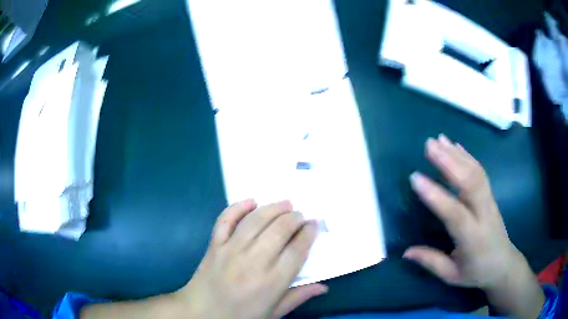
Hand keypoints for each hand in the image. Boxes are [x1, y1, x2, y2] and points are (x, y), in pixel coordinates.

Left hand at [175, 200, 326, 318]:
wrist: (200, 313)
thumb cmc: (240, 317)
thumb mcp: (273, 313)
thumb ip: (298, 297)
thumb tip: (323, 286)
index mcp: (271, 283)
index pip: (297, 250)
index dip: (308, 233)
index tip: (314, 224)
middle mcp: (252, 262)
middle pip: (279, 230)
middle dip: (294, 218)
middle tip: (301, 215)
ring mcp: (230, 250)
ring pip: (255, 220)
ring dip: (273, 208)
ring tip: (286, 203)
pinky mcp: (214, 245)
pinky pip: (225, 219)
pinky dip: (238, 207)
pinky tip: (252, 201)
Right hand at [404, 135, 518, 288]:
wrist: (503, 264)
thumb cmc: (476, 272)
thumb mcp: (452, 275)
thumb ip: (431, 262)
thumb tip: (405, 252)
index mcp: (473, 238)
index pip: (455, 213)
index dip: (436, 195)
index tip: (415, 177)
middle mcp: (483, 214)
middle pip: (470, 183)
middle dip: (449, 162)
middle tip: (428, 145)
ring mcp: (489, 201)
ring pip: (475, 173)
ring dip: (456, 154)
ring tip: (437, 139)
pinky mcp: (491, 195)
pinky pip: (480, 172)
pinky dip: (467, 156)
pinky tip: (455, 145)